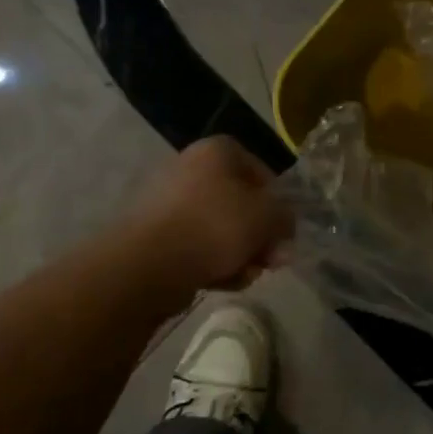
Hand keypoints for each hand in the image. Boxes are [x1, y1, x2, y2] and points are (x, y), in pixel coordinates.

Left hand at [129, 137, 293, 292]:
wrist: (148, 264)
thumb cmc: (214, 227)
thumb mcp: (266, 217)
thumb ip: (284, 218)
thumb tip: (283, 228)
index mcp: (216, 151)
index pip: (260, 171)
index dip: (277, 202)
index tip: (283, 231)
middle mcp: (190, 168)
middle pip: (240, 204)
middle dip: (258, 236)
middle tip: (270, 262)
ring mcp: (169, 202)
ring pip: (220, 229)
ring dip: (239, 254)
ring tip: (243, 275)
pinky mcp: (155, 234)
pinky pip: (196, 246)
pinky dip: (211, 263)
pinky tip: (219, 281)